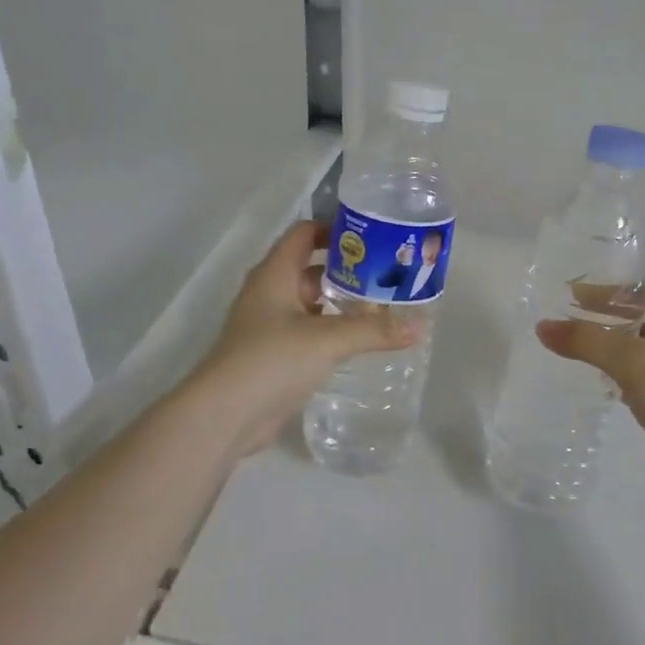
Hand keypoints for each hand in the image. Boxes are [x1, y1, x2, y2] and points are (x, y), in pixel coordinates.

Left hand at [194, 221, 415, 456]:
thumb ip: (374, 330)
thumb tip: (419, 327)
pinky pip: (309, 331)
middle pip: (311, 269)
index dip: (334, 229)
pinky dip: (333, 330)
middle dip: (348, 270)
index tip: (372, 236)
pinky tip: (360, 340)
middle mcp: (270, 294)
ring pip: (311, 303)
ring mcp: (270, 326)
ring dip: (342, 302)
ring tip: (383, 305)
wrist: (225, 415)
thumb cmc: (271, 359)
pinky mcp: (275, 355)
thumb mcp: (328, 340)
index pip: (303, 234)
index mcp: (274, 274)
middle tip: (388, 273)